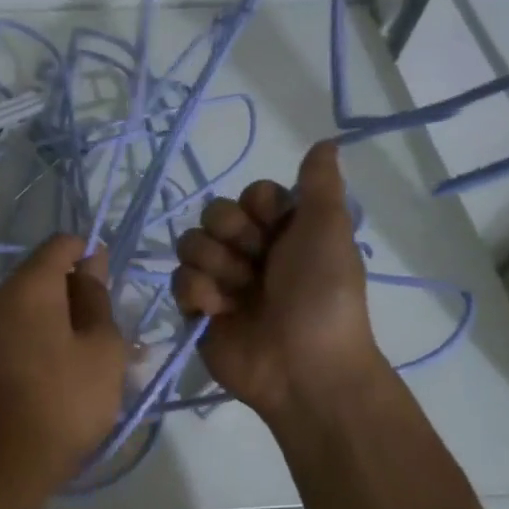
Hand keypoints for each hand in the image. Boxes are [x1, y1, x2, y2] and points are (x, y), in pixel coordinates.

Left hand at [0, 235, 128, 499]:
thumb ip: (97, 297)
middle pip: (44, 274)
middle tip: (107, 338)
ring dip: (62, 320)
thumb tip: (89, 263)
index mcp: (27, 285)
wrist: (2, 464)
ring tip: (89, 362)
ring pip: (32, 304)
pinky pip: (16, 328)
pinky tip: (61, 373)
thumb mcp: (103, 348)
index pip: (62, 244)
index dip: (91, 257)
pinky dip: (41, 338)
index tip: (111, 294)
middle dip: (78, 294)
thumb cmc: (65, 403)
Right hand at [172, 140, 380, 424]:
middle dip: (231, 236)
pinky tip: (219, 313)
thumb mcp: (329, 231)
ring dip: (214, 265)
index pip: (250, 195)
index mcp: (284, 232)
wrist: (303, 367)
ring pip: (190, 244)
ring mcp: (222, 280)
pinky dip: (199, 294)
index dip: (256, 208)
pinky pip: (179, 281)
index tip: (274, 227)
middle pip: (214, 214)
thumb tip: (327, 141)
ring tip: (238, 293)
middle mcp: (251, 251)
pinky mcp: (198, 309)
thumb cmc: (321, 295)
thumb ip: (320, 185)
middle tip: (256, 262)